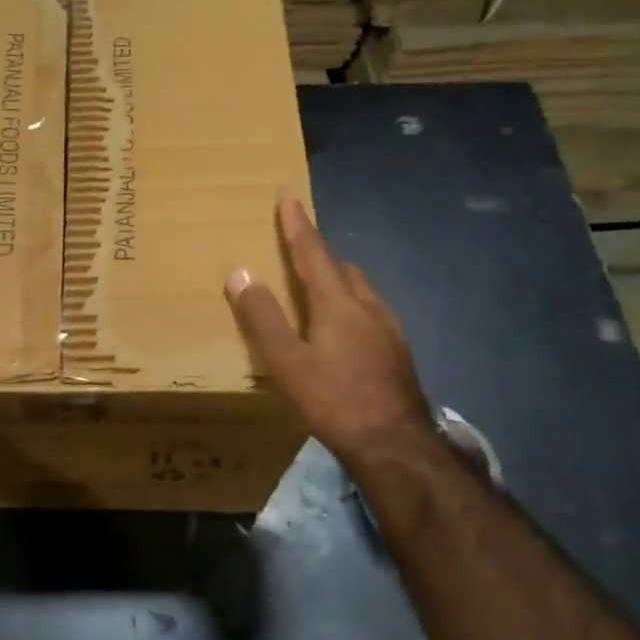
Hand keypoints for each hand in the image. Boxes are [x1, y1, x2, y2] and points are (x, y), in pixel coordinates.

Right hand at [225, 197, 434, 476]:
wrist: (394, 442)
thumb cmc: (333, 400)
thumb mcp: (286, 362)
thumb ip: (263, 318)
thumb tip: (240, 274)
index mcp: (338, 303)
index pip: (313, 253)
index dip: (298, 226)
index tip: (289, 197)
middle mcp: (369, 306)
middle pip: (344, 268)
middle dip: (320, 255)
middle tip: (299, 254)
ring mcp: (390, 330)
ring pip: (362, 291)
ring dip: (339, 282)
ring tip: (319, 293)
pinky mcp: (398, 353)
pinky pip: (371, 314)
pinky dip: (352, 308)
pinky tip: (344, 335)